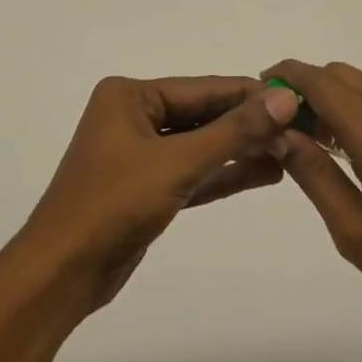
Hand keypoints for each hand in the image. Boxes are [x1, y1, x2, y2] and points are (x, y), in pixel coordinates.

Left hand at [14, 76, 298, 312]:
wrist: (62, 273)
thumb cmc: (113, 205)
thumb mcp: (177, 164)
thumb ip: (233, 133)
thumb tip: (284, 101)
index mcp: (129, 96)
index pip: (202, 89)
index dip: (249, 95)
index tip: (296, 100)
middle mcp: (132, 116)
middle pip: (202, 115)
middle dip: (247, 125)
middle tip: (300, 131)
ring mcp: (138, 153)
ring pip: (199, 145)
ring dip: (240, 151)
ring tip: (291, 153)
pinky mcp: (146, 187)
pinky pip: (192, 172)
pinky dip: (223, 174)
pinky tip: (264, 173)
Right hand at [265, 60, 361, 339]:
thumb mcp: (357, 233)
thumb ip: (314, 176)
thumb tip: (279, 133)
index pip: (319, 81)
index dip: (284, 78)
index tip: (255, 95)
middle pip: (339, 75)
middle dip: (303, 89)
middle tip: (280, 129)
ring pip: (361, 85)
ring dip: (329, 99)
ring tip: (308, 144)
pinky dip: (354, 108)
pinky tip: (348, 150)